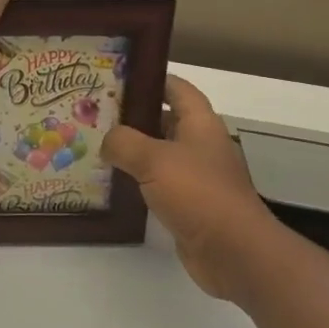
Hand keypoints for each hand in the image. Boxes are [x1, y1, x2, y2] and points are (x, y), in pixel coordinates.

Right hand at [102, 75, 277, 302]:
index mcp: (200, 124)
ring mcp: (196, 177)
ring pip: (159, 154)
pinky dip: (137, 181)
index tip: (118, 76)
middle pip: (165, 121)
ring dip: (132, 151)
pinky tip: (111, 182)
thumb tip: (107, 140)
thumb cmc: (198, 193)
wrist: (232, 251)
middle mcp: (200, 146)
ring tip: (96, 145)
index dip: (152, 79)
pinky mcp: (189, 205)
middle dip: (133, 116)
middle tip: (95, 114)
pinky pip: (158, 185)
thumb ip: (125, 142)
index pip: (177, 89)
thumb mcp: (154, 159)